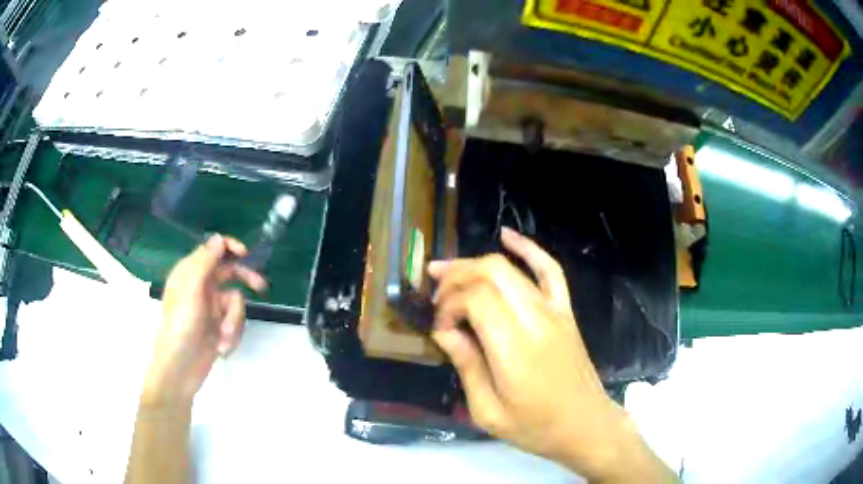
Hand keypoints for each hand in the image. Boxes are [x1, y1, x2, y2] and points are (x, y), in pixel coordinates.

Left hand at [143, 235, 266, 407]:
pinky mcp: (219, 326)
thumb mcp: (192, 290)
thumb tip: (219, 238)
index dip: (229, 247)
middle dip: (245, 281)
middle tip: (261, 286)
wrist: (181, 368)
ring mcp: (212, 307)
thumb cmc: (181, 326)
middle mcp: (202, 286)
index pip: (212, 250)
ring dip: (234, 320)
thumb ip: (205, 262)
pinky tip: (223, 346)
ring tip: (224, 337)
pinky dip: (232, 333)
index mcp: (190, 273)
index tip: (245, 254)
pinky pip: (235, 321)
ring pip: (236, 302)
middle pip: (230, 273)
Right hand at [429, 228, 671, 480]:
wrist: (585, 425)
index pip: (475, 299)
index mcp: (515, 349)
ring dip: (475, 264)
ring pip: (511, 268)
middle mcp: (536, 319)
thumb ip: (466, 366)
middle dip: (455, 277)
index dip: (448, 305)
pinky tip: (507, 236)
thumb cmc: (536, 427)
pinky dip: (528, 248)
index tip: (440, 328)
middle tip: (435, 297)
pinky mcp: (566, 311)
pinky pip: (549, 269)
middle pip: (491, 273)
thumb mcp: (488, 412)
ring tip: (445, 271)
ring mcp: (555, 311)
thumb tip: (443, 331)